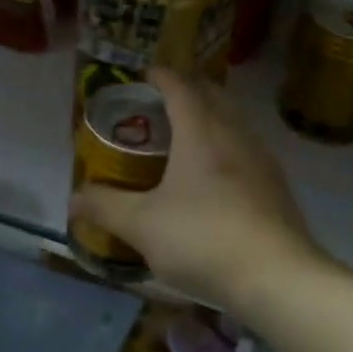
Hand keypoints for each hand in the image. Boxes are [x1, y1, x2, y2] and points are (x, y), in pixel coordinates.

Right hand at [69, 69, 320, 308]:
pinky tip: (216, 177)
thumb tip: (74, 198)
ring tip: (187, 136)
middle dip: (188, 91)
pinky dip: (226, 146)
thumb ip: (105, 207)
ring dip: (211, 118)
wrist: (277, 277)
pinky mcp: (276, 187)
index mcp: (201, 132)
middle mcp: (235, 135)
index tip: (145, 74)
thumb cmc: (203, 239)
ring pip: (234, 122)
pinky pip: (247, 149)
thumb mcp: (142, 226)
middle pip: (213, 96)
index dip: (161, 76)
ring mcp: (262, 160)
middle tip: (161, 102)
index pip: (180, 88)